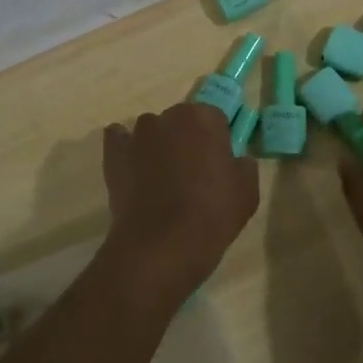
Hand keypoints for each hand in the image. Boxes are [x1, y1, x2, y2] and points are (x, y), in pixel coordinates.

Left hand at [99, 101, 258, 302]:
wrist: (162, 245)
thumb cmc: (212, 214)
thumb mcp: (248, 191)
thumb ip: (243, 165)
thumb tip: (235, 160)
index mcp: (203, 118)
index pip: (214, 119)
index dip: (217, 141)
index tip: (218, 164)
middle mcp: (168, 116)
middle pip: (181, 122)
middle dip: (186, 140)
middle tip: (192, 174)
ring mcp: (137, 135)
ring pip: (152, 132)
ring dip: (158, 146)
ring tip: (161, 180)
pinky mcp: (113, 154)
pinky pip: (119, 141)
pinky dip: (126, 150)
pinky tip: (133, 170)